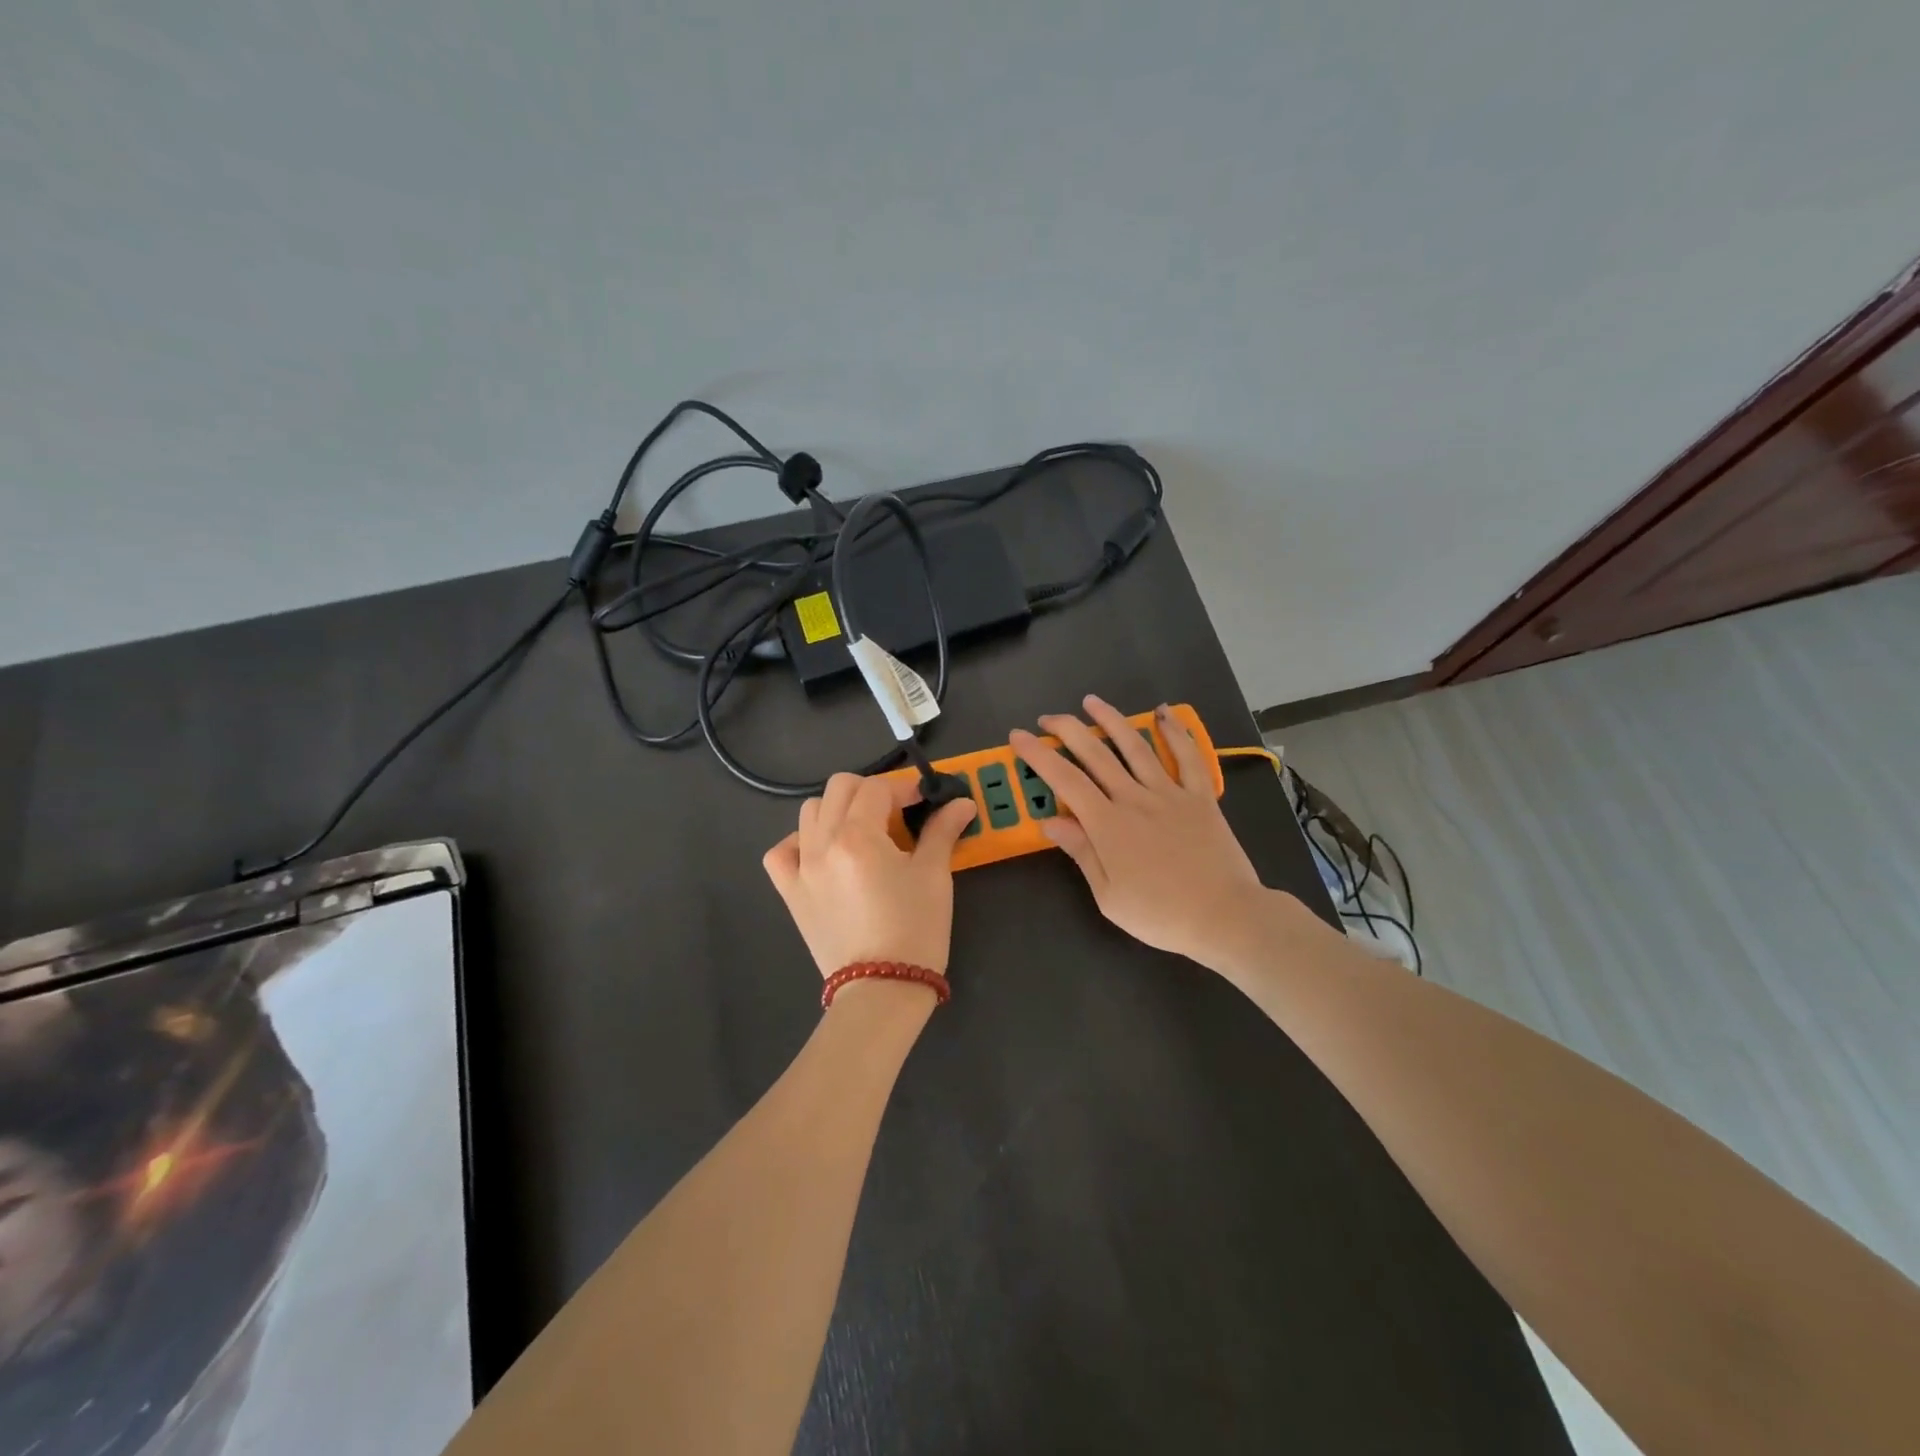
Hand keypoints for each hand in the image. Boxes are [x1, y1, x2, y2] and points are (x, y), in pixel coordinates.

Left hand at [763, 772, 976, 979]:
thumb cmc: (915, 929)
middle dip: (871, 791)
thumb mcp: (934, 875)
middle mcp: (822, 843)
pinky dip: (801, 843)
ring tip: (864, 833)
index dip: (904, 788)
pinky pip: (782, 852)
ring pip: (810, 812)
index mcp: (858, 835)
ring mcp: (801, 868)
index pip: (877, 788)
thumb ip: (942, 831)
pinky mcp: (790, 893)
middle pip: (839, 788)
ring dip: (838, 811)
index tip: (925, 800)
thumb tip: (961, 802)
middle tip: (897, 814)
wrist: (881, 989)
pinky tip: (824, 854)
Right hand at [1010, 697, 1266, 968]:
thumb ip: (1081, 852)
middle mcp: (1134, 798)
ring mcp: (1169, 793)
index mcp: (1107, 824)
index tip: (1018, 736)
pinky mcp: (1200, 797)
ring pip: (1135, 746)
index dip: (1038, 754)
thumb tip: (1050, 821)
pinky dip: (1175, 731)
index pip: (1064, 779)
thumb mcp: (1108, 896)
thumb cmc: (1160, 914)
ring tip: (1091, 701)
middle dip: (1067, 730)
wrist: (1224, 916)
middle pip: (1095, 754)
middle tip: (1047, 719)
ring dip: (1111, 720)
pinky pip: (1187, 757)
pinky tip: (1163, 712)